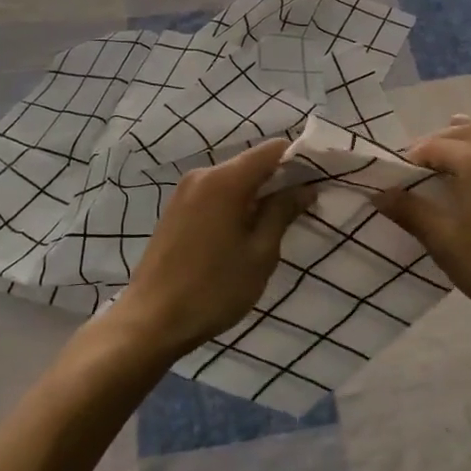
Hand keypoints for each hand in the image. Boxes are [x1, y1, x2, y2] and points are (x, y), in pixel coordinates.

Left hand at [108, 137, 307, 360]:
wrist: (151, 320)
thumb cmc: (214, 288)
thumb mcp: (260, 253)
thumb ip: (282, 212)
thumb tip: (305, 187)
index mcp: (226, 180)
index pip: (273, 149)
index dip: (300, 160)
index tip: (319, 181)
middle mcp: (203, 175)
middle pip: (252, 162)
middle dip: (280, 178)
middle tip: (304, 207)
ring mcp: (184, 191)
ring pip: (233, 179)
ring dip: (258, 193)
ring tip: (277, 223)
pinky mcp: (175, 209)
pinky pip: (215, 193)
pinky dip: (236, 202)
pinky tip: (245, 231)